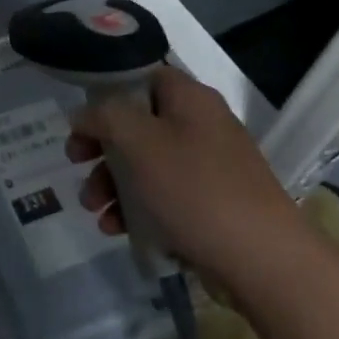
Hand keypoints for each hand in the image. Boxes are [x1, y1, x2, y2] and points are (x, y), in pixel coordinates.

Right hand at [66, 66, 294, 278]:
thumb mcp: (139, 143)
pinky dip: (136, 209)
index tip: (82, 121)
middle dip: (101, 148)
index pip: (142, 78)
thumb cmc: (194, 189)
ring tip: (93, 210)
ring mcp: (209, 167)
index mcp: (190, 98)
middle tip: (75, 163)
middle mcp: (201, 125)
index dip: (107, 94)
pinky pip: (163, 197)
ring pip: (146, 165)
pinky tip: (115, 229)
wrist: (262, 260)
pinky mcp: (211, 205)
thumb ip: (105, 117)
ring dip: (112, 184)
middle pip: (138, 124)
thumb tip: (83, 114)